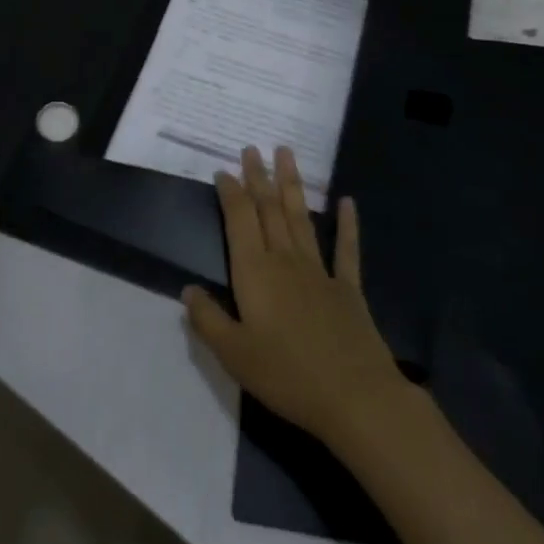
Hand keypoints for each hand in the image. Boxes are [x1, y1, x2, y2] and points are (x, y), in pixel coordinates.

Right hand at [183, 146, 410, 444]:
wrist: (355, 396)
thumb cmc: (287, 376)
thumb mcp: (234, 355)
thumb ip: (208, 320)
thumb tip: (187, 289)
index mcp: (255, 273)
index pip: (240, 219)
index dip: (231, 192)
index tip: (223, 170)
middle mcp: (285, 260)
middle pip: (269, 209)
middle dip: (259, 176)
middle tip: (252, 148)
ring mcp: (319, 270)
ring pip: (300, 218)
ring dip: (291, 185)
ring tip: (286, 153)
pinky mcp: (347, 288)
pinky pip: (346, 249)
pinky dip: (347, 224)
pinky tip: (348, 201)